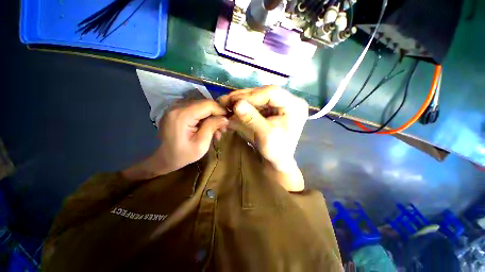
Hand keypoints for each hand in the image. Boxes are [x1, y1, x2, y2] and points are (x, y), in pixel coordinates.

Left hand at [122, 99, 227, 179]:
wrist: (163, 159)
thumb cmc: (182, 155)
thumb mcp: (201, 144)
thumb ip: (212, 127)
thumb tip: (225, 118)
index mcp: (182, 115)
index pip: (208, 104)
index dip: (221, 110)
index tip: (228, 121)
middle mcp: (177, 106)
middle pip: (205, 103)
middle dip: (217, 114)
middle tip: (223, 128)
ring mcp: (176, 107)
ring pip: (202, 105)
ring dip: (211, 116)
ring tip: (217, 131)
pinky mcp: (177, 110)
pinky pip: (195, 109)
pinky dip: (204, 117)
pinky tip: (208, 127)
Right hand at [218, 86, 307, 190]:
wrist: (278, 160)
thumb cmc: (275, 151)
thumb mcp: (264, 135)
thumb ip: (251, 119)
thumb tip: (236, 104)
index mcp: (295, 106)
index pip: (272, 92)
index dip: (251, 95)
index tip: (233, 101)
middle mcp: (291, 101)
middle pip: (265, 92)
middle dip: (244, 97)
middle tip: (226, 100)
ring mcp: (282, 103)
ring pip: (259, 96)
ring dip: (242, 100)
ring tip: (227, 103)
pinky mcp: (274, 107)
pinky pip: (258, 102)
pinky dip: (245, 105)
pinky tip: (235, 107)